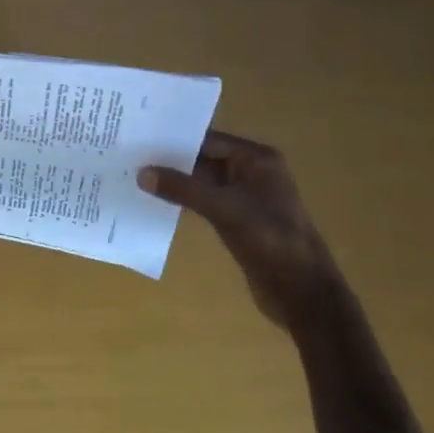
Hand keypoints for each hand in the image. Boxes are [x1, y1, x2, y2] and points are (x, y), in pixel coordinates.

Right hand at [138, 129, 343, 330]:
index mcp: (257, 160)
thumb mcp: (225, 209)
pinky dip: (183, 201)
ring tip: (135, 177)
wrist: (302, 293)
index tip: (139, 138)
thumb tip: (142, 172)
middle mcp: (251, 173)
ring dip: (175, 182)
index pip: (209, 140)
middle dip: (171, 160)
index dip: (175, 140)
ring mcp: (244, 198)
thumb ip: (184, 189)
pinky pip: (204, 203)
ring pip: (201, 182)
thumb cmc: (271, 240)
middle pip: (203, 159)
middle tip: (130, 156)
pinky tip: (155, 202)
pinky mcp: (236, 221)